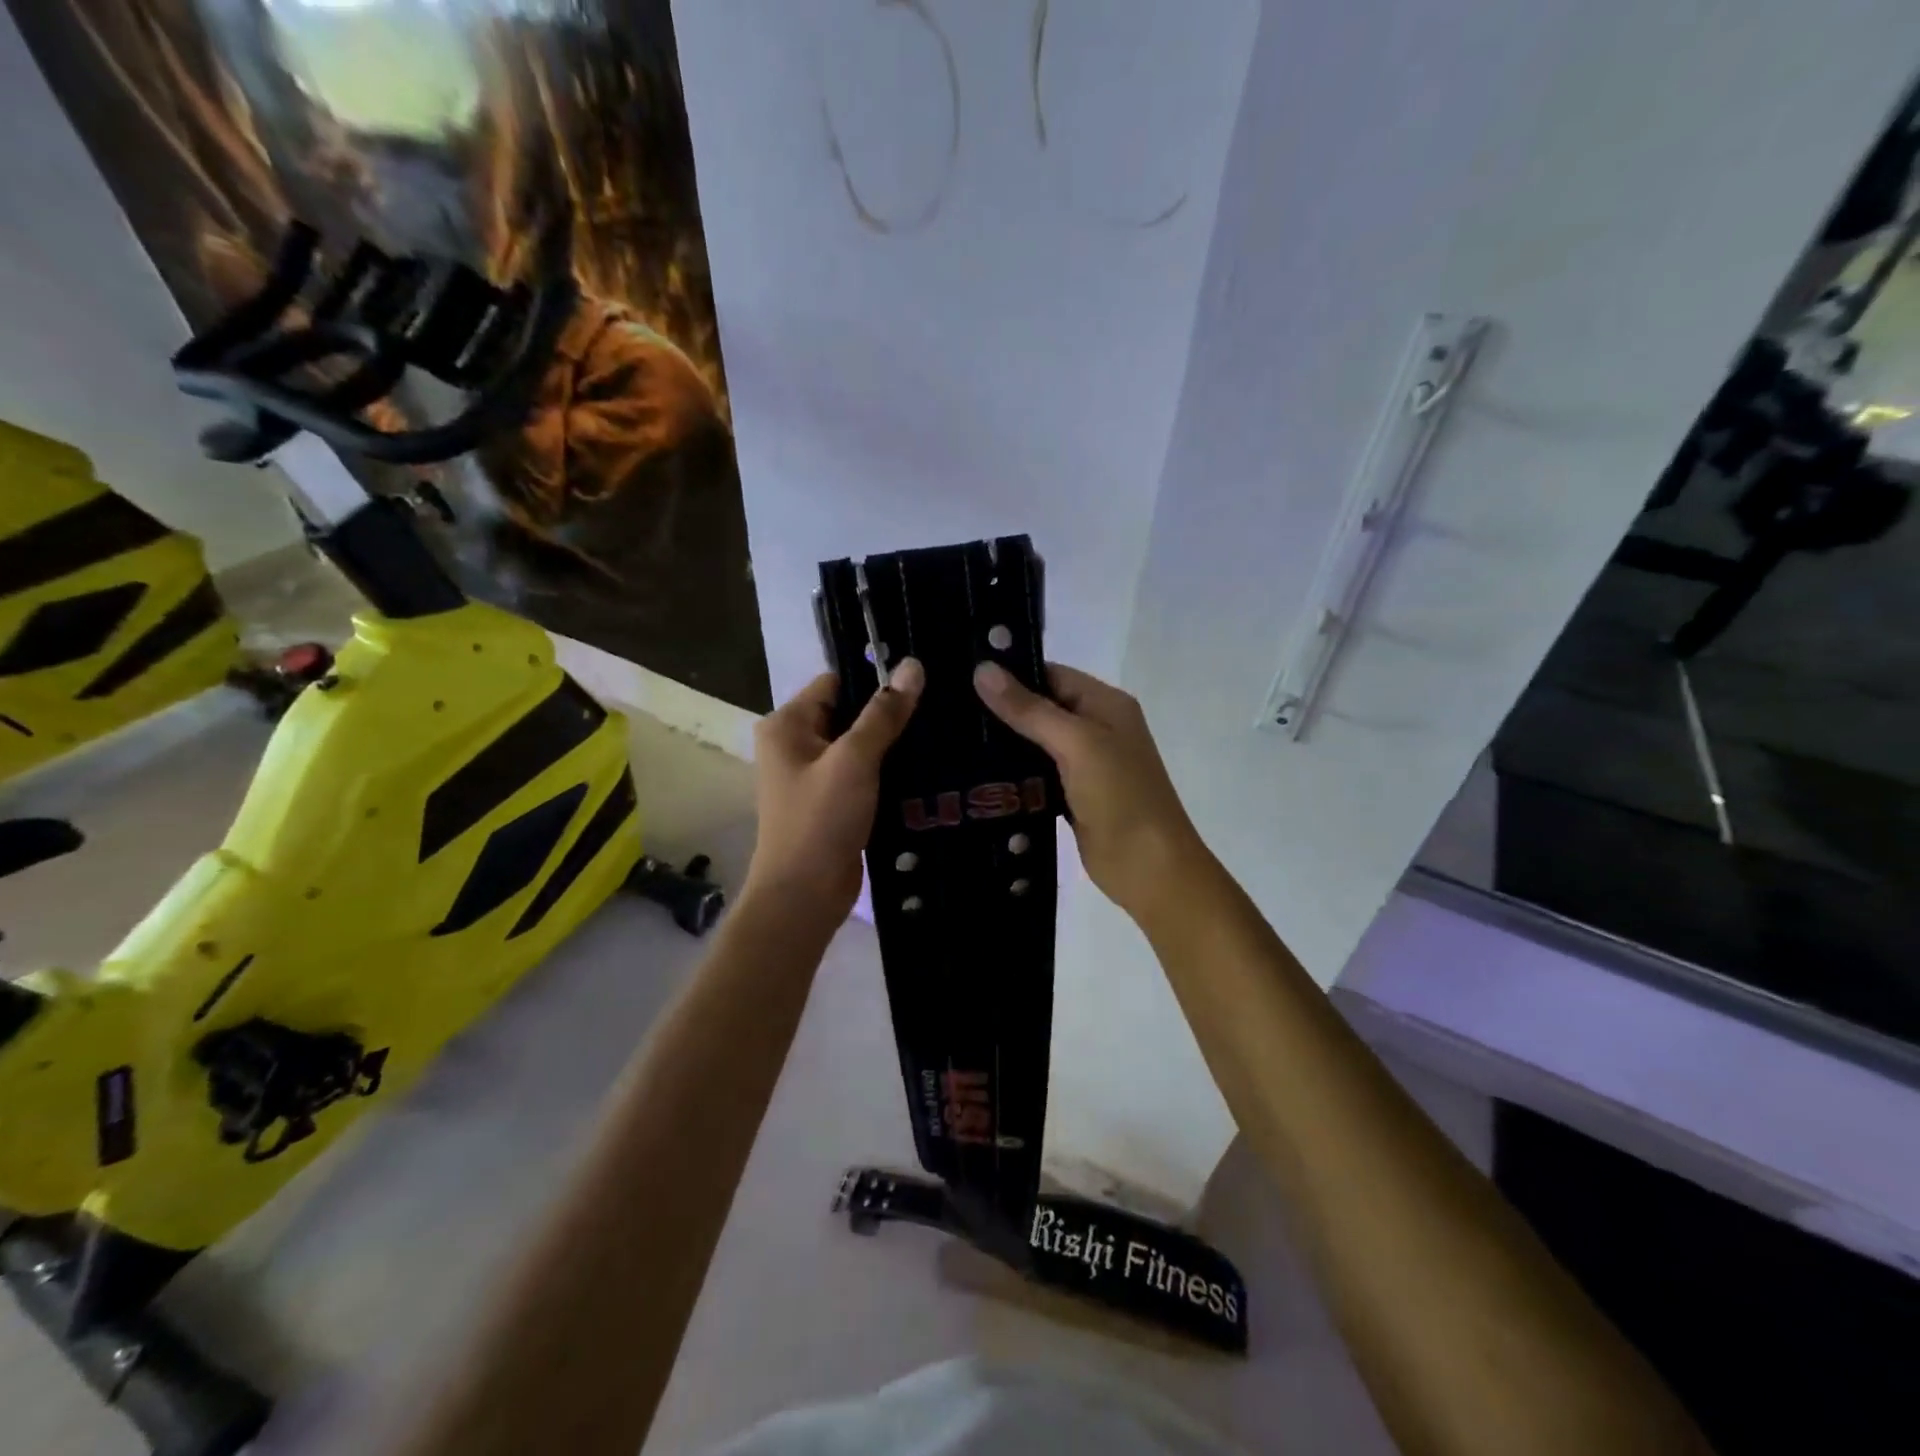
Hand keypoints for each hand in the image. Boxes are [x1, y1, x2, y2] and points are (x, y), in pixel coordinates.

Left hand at [743, 659, 924, 923]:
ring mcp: (814, 775)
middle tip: (939, 705)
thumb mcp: (854, 760)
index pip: (835, 682)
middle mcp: (795, 744)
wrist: (805, 896)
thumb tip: (912, 665)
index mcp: (787, 725)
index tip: (920, 678)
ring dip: (893, 743)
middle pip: (849, 712)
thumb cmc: (821, 821)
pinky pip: (864, 773)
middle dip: (889, 712)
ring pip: (860, 745)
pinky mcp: (833, 802)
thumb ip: (884, 713)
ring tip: (940, 732)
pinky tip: (926, 766)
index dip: (874, 678)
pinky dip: (888, 770)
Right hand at [974, 660, 1203, 919]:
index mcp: (1106, 704)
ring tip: (952, 738)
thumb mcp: (1076, 744)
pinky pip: (1037, 775)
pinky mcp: (1072, 796)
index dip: (1012, 674)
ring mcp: (1085, 765)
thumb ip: (1030, 709)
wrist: (1149, 870)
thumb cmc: (1120, 797)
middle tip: (948, 710)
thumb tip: (983, 670)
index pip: (1052, 675)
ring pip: (1036, 744)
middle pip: (1042, 708)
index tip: (963, 677)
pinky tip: (976, 775)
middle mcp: (1097, 728)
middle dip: (1002, 710)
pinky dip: (1014, 775)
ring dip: (1004, 744)